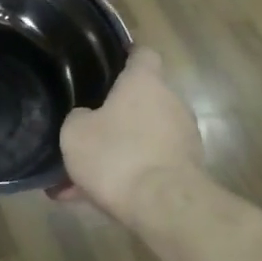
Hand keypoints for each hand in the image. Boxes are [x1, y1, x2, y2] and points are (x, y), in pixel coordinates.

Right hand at [55, 48, 204, 228]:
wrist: (163, 206)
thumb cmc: (116, 155)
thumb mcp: (75, 133)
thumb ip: (78, 118)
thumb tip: (86, 118)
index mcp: (145, 83)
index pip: (142, 54)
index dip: (125, 56)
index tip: (109, 63)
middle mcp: (170, 103)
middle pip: (140, 101)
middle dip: (113, 116)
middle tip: (83, 133)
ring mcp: (183, 138)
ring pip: (140, 139)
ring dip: (115, 152)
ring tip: (79, 178)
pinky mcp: (186, 170)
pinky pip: (147, 166)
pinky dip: (124, 177)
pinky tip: (92, 198)